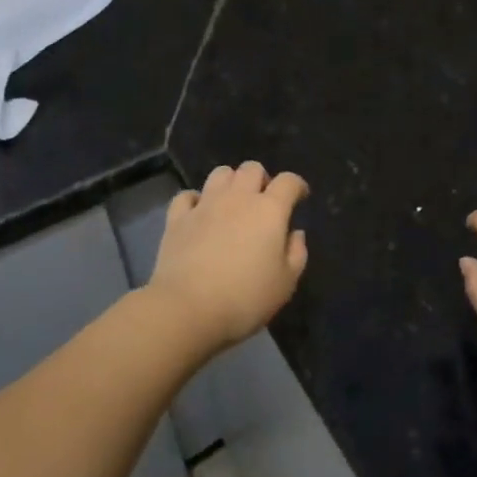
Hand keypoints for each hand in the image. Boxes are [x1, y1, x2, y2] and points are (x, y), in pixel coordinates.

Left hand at [148, 162, 309, 353]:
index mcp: (269, 210)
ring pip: (220, 173)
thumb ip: (296, 253)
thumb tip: (295, 233)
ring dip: (230, 182)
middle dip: (261, 179)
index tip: (299, 197)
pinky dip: (195, 200)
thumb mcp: (285, 284)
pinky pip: (187, 196)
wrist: (188, 308)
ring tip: (232, 203)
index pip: (288, 181)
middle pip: (252, 168)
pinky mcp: (177, 218)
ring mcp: (205, 205)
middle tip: (263, 202)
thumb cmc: (245, 298)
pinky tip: (198, 213)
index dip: (297, 186)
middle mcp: (238, 198)